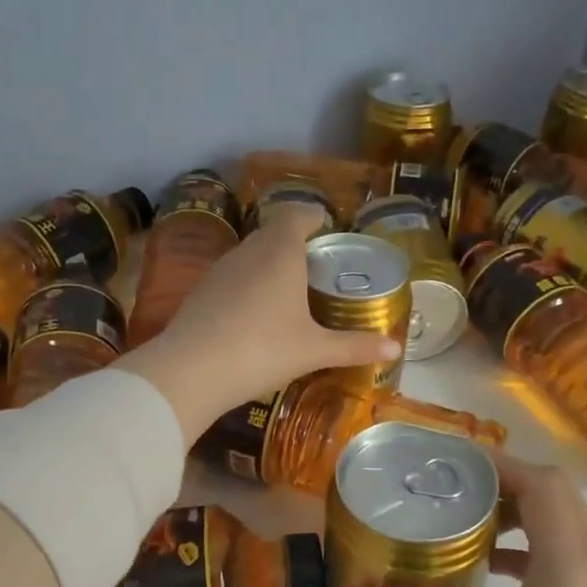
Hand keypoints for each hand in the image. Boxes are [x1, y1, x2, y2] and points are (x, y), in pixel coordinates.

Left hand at [119, 205, 398, 440]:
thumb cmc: (262, 350)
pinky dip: (248, 284)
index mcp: (280, 252)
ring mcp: (219, 270)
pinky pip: (232, 277)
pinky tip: (254, 313)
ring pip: (249, 254)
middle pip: (273, 233)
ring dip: (268, 263)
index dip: (313, 216)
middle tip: (315, 263)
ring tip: (288, 288)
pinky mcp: (200, 292)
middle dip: (294, 241)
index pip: (297, 215)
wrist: (191, 371)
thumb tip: (395, 347)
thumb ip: (354, 346)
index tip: (327, 225)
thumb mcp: (313, 350)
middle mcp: (248, 251)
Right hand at [341, 454, 586, 586]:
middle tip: (449, 490)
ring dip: (520, 510)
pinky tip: (493, 570)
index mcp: (566, 567)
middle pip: (556, 493)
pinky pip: (569, 550)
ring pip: (566, 520)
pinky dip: (533, 543)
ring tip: (465, 522)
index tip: (449, 465)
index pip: (542, 484)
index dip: (498, 464)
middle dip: (503, 481)